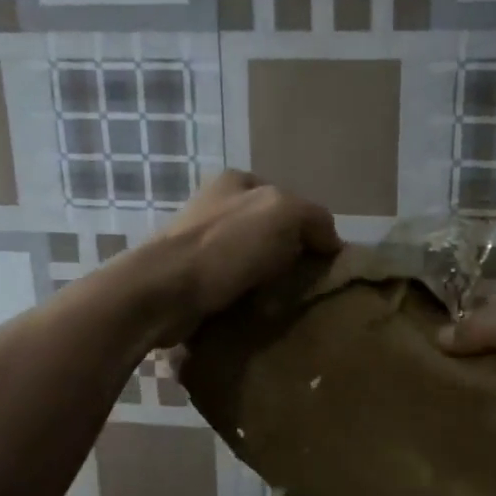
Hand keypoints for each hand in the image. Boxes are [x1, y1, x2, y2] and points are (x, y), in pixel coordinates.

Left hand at [144, 171, 339, 344]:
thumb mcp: (284, 214)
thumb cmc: (225, 246)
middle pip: (270, 232)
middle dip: (289, 257)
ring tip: (286, 305)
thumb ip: (315, 218)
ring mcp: (200, 243)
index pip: (289, 201)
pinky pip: (232, 286)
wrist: (164, 292)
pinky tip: (258, 314)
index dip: (310, 229)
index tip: (322, 261)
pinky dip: (247, 299)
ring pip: (251, 261)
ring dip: (269, 282)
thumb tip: (332, 241)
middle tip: (307, 286)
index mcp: (237, 182)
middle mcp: (216, 207)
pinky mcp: (191, 278)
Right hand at [439, 293, 495, 487]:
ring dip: (465, 378)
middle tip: (421, 354)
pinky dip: (474, 408)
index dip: (473, 311)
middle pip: (494, 340)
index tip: (433, 323)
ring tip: (424, 381)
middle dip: (463, 346)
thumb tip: (438, 337)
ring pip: (492, 374)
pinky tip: (442, 408)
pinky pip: (495, 409)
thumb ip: (491, 327)